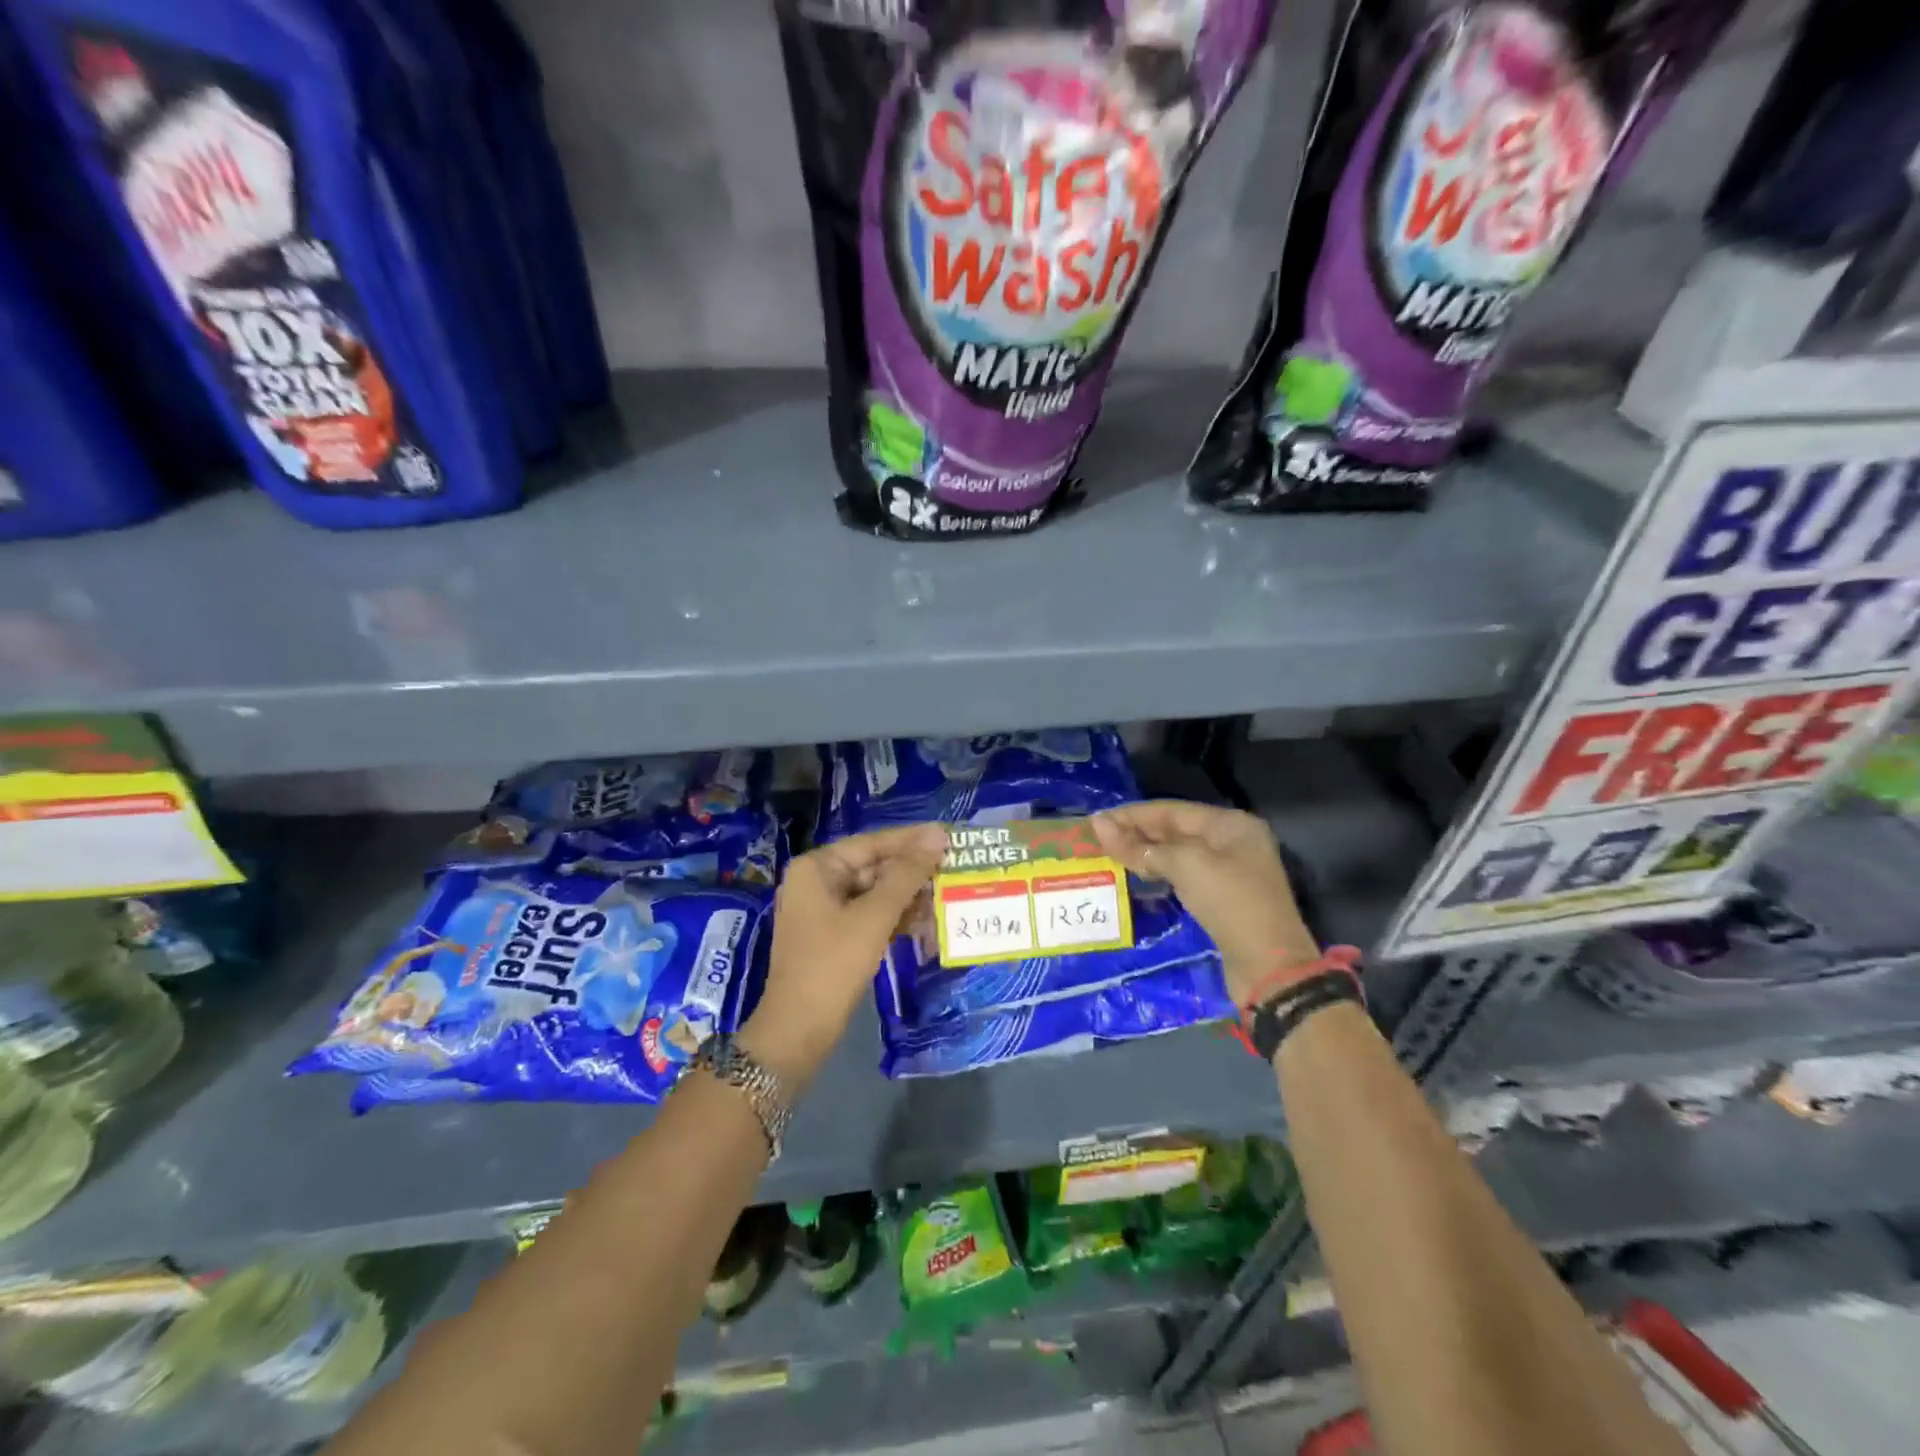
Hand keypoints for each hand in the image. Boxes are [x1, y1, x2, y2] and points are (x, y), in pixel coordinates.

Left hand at [738, 822, 947, 1085]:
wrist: (799, 1031)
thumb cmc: (833, 964)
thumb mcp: (874, 916)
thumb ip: (907, 874)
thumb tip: (937, 836)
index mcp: (816, 868)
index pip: (871, 843)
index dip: (910, 840)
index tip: (947, 835)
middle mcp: (816, 882)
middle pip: (873, 866)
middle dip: (911, 872)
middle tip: (952, 868)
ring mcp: (822, 911)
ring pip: (874, 893)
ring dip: (907, 897)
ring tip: (944, 896)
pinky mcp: (832, 936)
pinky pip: (868, 915)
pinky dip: (894, 917)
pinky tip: (924, 922)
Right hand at [1092, 801, 1319, 1005]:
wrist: (1268, 966)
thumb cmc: (1229, 902)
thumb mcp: (1184, 866)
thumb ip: (1140, 846)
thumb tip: (1098, 824)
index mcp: (1230, 824)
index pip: (1171, 810)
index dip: (1131, 815)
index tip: (1095, 821)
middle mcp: (1231, 841)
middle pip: (1174, 830)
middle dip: (1136, 833)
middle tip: (1095, 840)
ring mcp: (1228, 871)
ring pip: (1176, 854)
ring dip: (1144, 855)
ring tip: (1107, 856)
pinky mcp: (1221, 898)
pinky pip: (1182, 876)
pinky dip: (1158, 874)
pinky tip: (1135, 877)